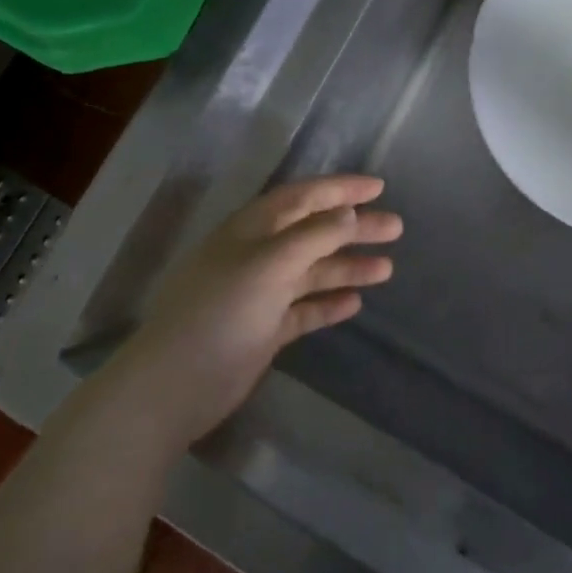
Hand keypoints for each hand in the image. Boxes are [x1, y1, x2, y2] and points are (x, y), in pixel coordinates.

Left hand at [116, 175, 401, 444]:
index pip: (303, 197)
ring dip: (347, 266)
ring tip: (388, 268)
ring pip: (312, 271)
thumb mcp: (269, 264)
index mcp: (252, 229)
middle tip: (396, 227)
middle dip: (354, 228)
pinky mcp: (263, 329)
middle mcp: (257, 254)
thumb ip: (312, 236)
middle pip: (314, 232)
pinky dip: (328, 302)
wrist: (175, 385)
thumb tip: (348, 213)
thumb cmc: (221, 311)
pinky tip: (355, 302)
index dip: (340, 189)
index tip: (379, 187)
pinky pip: (304, 308)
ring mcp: (260, 293)